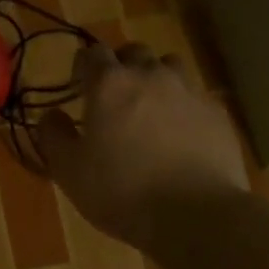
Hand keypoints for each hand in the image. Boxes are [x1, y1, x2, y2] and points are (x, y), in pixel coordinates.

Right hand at [37, 43, 247, 244]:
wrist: (196, 216)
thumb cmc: (122, 191)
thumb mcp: (69, 170)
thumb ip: (53, 136)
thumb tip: (51, 116)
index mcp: (109, 84)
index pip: (93, 53)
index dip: (84, 65)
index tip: (79, 85)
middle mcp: (150, 76)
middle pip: (134, 52)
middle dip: (122, 65)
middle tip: (115, 94)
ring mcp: (189, 92)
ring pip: (170, 66)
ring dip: (157, 78)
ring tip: (151, 106)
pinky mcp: (218, 114)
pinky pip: (197, 96)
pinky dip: (184, 105)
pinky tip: (182, 131)